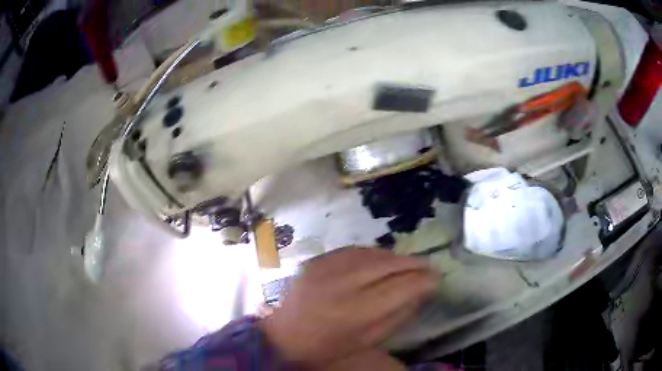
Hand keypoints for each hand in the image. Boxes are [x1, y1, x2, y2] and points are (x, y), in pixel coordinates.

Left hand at [259, 247, 435, 367]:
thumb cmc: (327, 348)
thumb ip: (397, 316)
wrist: (283, 336)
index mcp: (355, 313)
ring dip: (395, 257)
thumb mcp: (367, 342)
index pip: (400, 288)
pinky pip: (353, 250)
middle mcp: (341, 285)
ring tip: (408, 263)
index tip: (437, 278)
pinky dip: (373, 253)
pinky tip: (382, 259)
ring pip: (372, 253)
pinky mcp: (316, 261)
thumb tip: (421, 292)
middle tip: (428, 266)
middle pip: (387, 264)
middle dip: (413, 263)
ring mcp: (325, 268)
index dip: (422, 280)